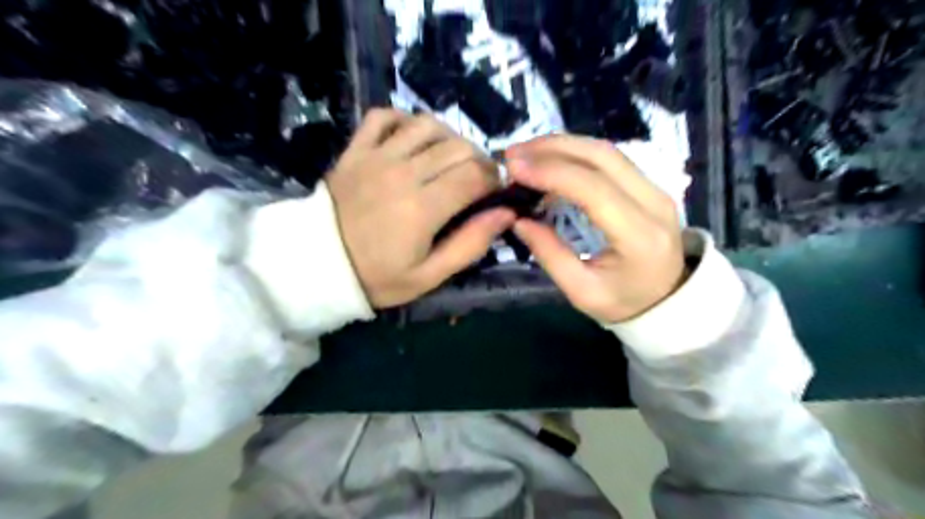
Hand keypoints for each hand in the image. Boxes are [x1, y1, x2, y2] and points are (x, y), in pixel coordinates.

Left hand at [325, 107, 512, 306]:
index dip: (495, 179)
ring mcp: (376, 156)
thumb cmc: (378, 276)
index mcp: (423, 208)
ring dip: (449, 137)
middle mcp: (403, 172)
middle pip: (458, 147)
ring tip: (451, 158)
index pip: (475, 175)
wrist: (319, 265)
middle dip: (479, 159)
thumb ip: (470, 245)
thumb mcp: (429, 276)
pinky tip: (413, 138)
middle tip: (477, 179)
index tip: (495, 192)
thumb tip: (505, 214)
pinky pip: (384, 116)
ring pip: (427, 125)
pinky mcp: (356, 149)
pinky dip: (405, 119)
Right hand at [505, 135, 685, 321]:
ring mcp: (656, 188)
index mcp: (639, 236)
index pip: (594, 188)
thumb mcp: (581, 292)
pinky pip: (610, 159)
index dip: (551, 172)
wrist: (670, 300)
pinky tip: (550, 162)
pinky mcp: (649, 185)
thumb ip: (549, 254)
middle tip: (513, 154)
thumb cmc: (624, 303)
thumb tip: (517, 218)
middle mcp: (654, 202)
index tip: (514, 168)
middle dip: (552, 148)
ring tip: (526, 154)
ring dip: (562, 146)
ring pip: (606, 151)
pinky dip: (575, 155)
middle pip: (602, 156)